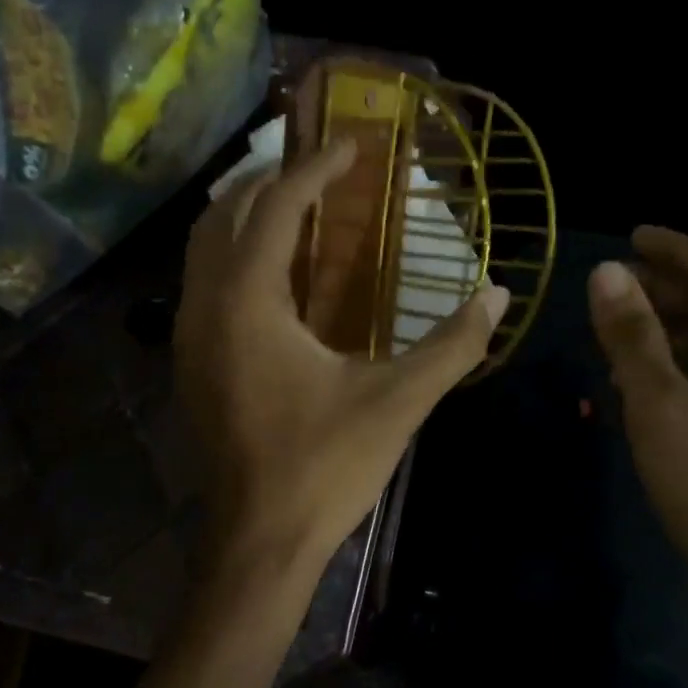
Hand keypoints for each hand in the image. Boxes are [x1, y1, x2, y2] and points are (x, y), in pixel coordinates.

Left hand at [176, 140, 509, 576]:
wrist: (259, 542)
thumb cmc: (325, 467)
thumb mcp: (398, 402)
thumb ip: (453, 345)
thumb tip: (499, 295)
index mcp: (248, 302)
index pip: (277, 207)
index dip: (317, 167)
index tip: (355, 145)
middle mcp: (205, 307)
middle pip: (226, 213)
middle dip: (273, 180)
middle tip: (323, 170)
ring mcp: (189, 338)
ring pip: (205, 249)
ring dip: (247, 216)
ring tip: (298, 207)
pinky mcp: (191, 367)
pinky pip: (204, 286)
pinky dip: (235, 258)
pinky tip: (276, 278)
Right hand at [588, 226, 687, 606]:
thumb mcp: (663, 412)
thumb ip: (634, 341)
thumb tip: (606, 273)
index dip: (677, 250)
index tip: (632, 236)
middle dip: (667, 289)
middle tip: (613, 287)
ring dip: (670, 330)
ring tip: (617, 332)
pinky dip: (680, 369)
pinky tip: (643, 388)